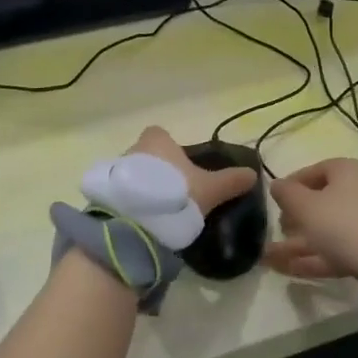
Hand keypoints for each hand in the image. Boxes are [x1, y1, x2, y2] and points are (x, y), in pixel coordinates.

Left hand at [126, 126, 256, 216]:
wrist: (134, 223)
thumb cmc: (175, 194)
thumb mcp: (209, 190)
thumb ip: (231, 181)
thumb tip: (253, 173)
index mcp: (158, 141)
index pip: (161, 135)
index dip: (171, 148)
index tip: (182, 167)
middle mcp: (133, 148)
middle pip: (146, 154)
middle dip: (158, 170)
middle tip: (175, 193)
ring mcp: (114, 171)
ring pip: (132, 174)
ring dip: (142, 186)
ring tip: (159, 210)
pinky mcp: (104, 194)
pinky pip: (120, 192)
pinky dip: (130, 202)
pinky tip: (143, 220)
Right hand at [265, 158, 357, 283]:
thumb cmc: (345, 223)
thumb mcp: (307, 207)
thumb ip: (287, 194)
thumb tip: (276, 184)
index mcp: (347, 170)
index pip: (313, 171)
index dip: (291, 185)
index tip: (273, 203)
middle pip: (321, 202)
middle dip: (295, 219)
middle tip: (276, 231)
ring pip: (328, 229)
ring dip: (299, 243)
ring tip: (269, 258)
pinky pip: (339, 247)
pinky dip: (315, 257)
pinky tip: (290, 271)